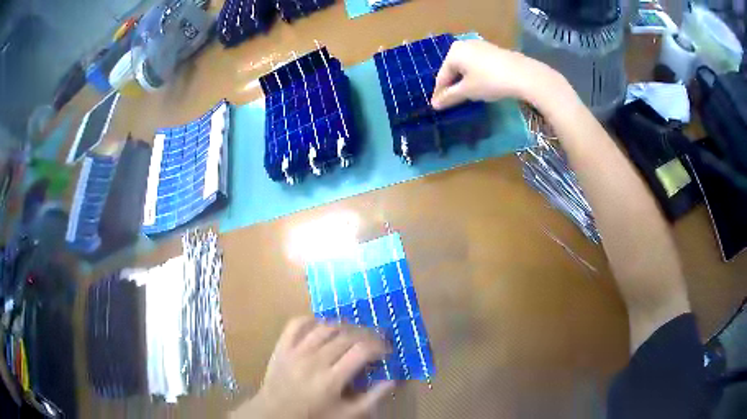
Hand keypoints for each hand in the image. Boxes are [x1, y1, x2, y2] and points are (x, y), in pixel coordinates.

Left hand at [233, 317, 393, 418]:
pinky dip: (312, 320)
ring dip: (344, 326)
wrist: (275, 413)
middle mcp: (314, 360)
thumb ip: (372, 398)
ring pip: (325, 327)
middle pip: (347, 336)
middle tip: (376, 341)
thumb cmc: (314, 416)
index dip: (379, 346)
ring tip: (354, 334)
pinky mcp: (282, 346)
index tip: (387, 351)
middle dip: (367, 335)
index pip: (362, 350)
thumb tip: (393, 379)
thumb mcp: (348, 414)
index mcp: (331, 379)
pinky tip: (323, 326)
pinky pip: (297, 324)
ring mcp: (296, 350)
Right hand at [430, 39, 572, 111]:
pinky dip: (476, 76)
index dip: (440, 93)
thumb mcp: (468, 91)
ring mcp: (480, 46)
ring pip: (466, 67)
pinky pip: (478, 64)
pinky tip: (482, 85)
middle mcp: (464, 45)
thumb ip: (449, 97)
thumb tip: (434, 105)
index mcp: (453, 52)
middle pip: (453, 69)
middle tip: (453, 102)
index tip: (438, 107)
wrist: (524, 75)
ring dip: (465, 81)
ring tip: (468, 95)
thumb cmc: (490, 81)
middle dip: (453, 86)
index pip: (442, 76)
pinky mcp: (493, 51)